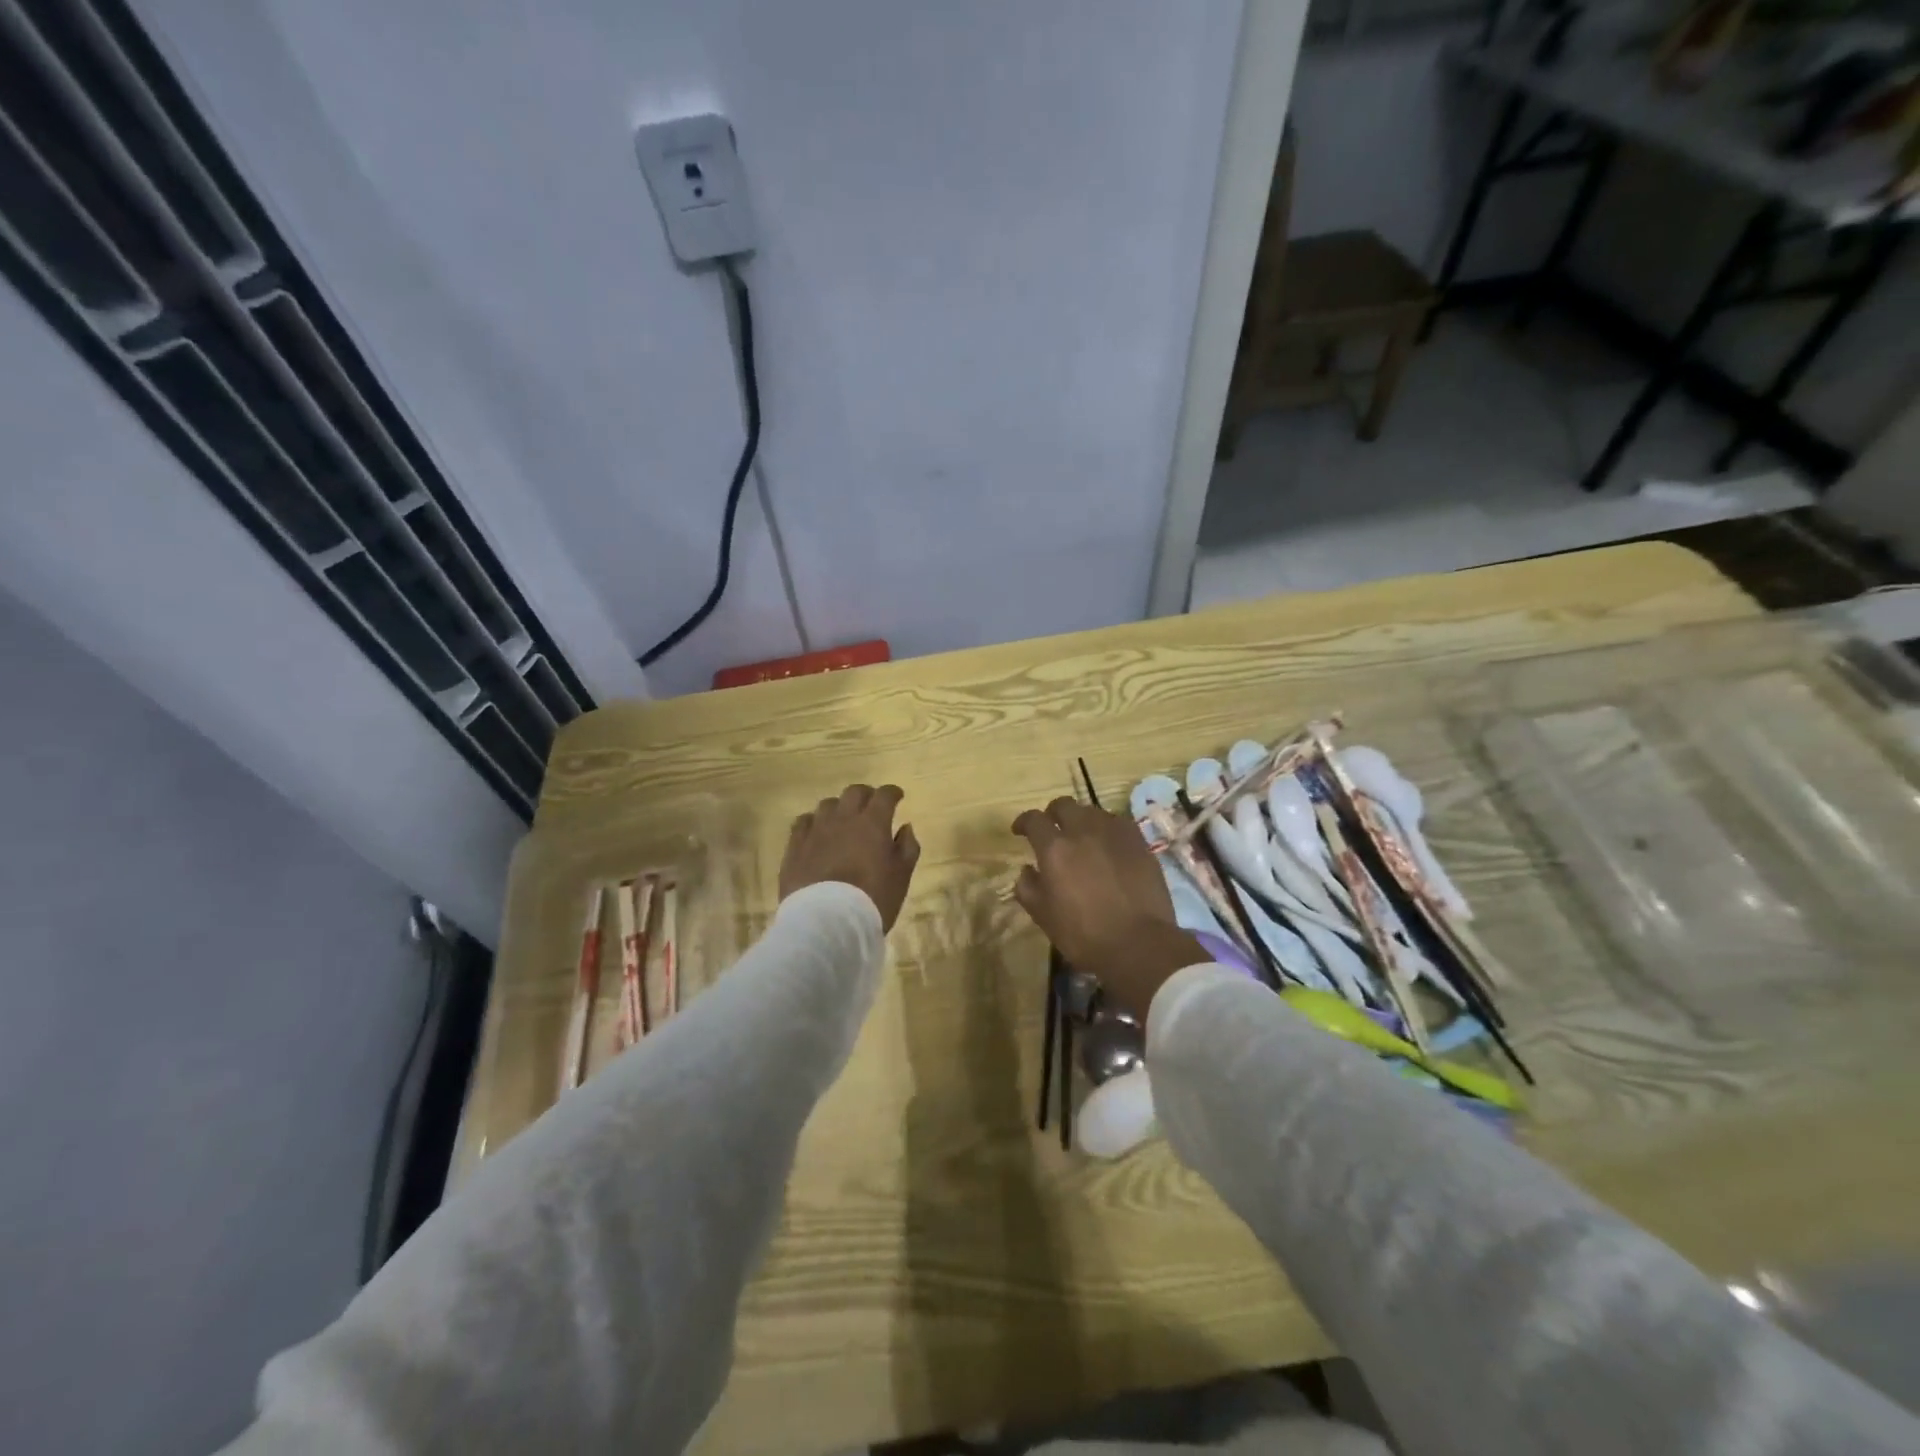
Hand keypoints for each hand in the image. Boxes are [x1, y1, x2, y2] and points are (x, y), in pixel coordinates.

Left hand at [780, 784, 920, 930]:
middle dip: (866, 795)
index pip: (884, 795)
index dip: (892, 792)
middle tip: (871, 807)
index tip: (897, 797)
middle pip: (854, 792)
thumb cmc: (873, 898)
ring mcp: (816, 830)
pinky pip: (803, 822)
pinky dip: (813, 822)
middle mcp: (843, 818)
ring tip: (843, 821)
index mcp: (872, 823)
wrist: (828, 921)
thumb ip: (907, 847)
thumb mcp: (902, 875)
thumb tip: (905, 827)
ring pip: (827, 804)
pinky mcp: (795, 846)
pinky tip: (816, 832)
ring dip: (839, 808)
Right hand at [1010, 798, 1205, 1022]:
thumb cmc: (1084, 935)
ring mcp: (1114, 833)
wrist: (1139, 944)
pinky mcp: (1139, 841)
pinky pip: (1118, 823)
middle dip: (1053, 813)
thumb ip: (1028, 887)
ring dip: (1082, 820)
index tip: (1020, 831)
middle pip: (1064, 805)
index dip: (1024, 822)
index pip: (1034, 820)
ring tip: (1082, 838)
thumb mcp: (1043, 917)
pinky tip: (1109, 845)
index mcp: (1055, 848)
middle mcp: (1083, 831)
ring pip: (1093, 812)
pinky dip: (1107, 829)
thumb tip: (1027, 869)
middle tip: (1052, 829)